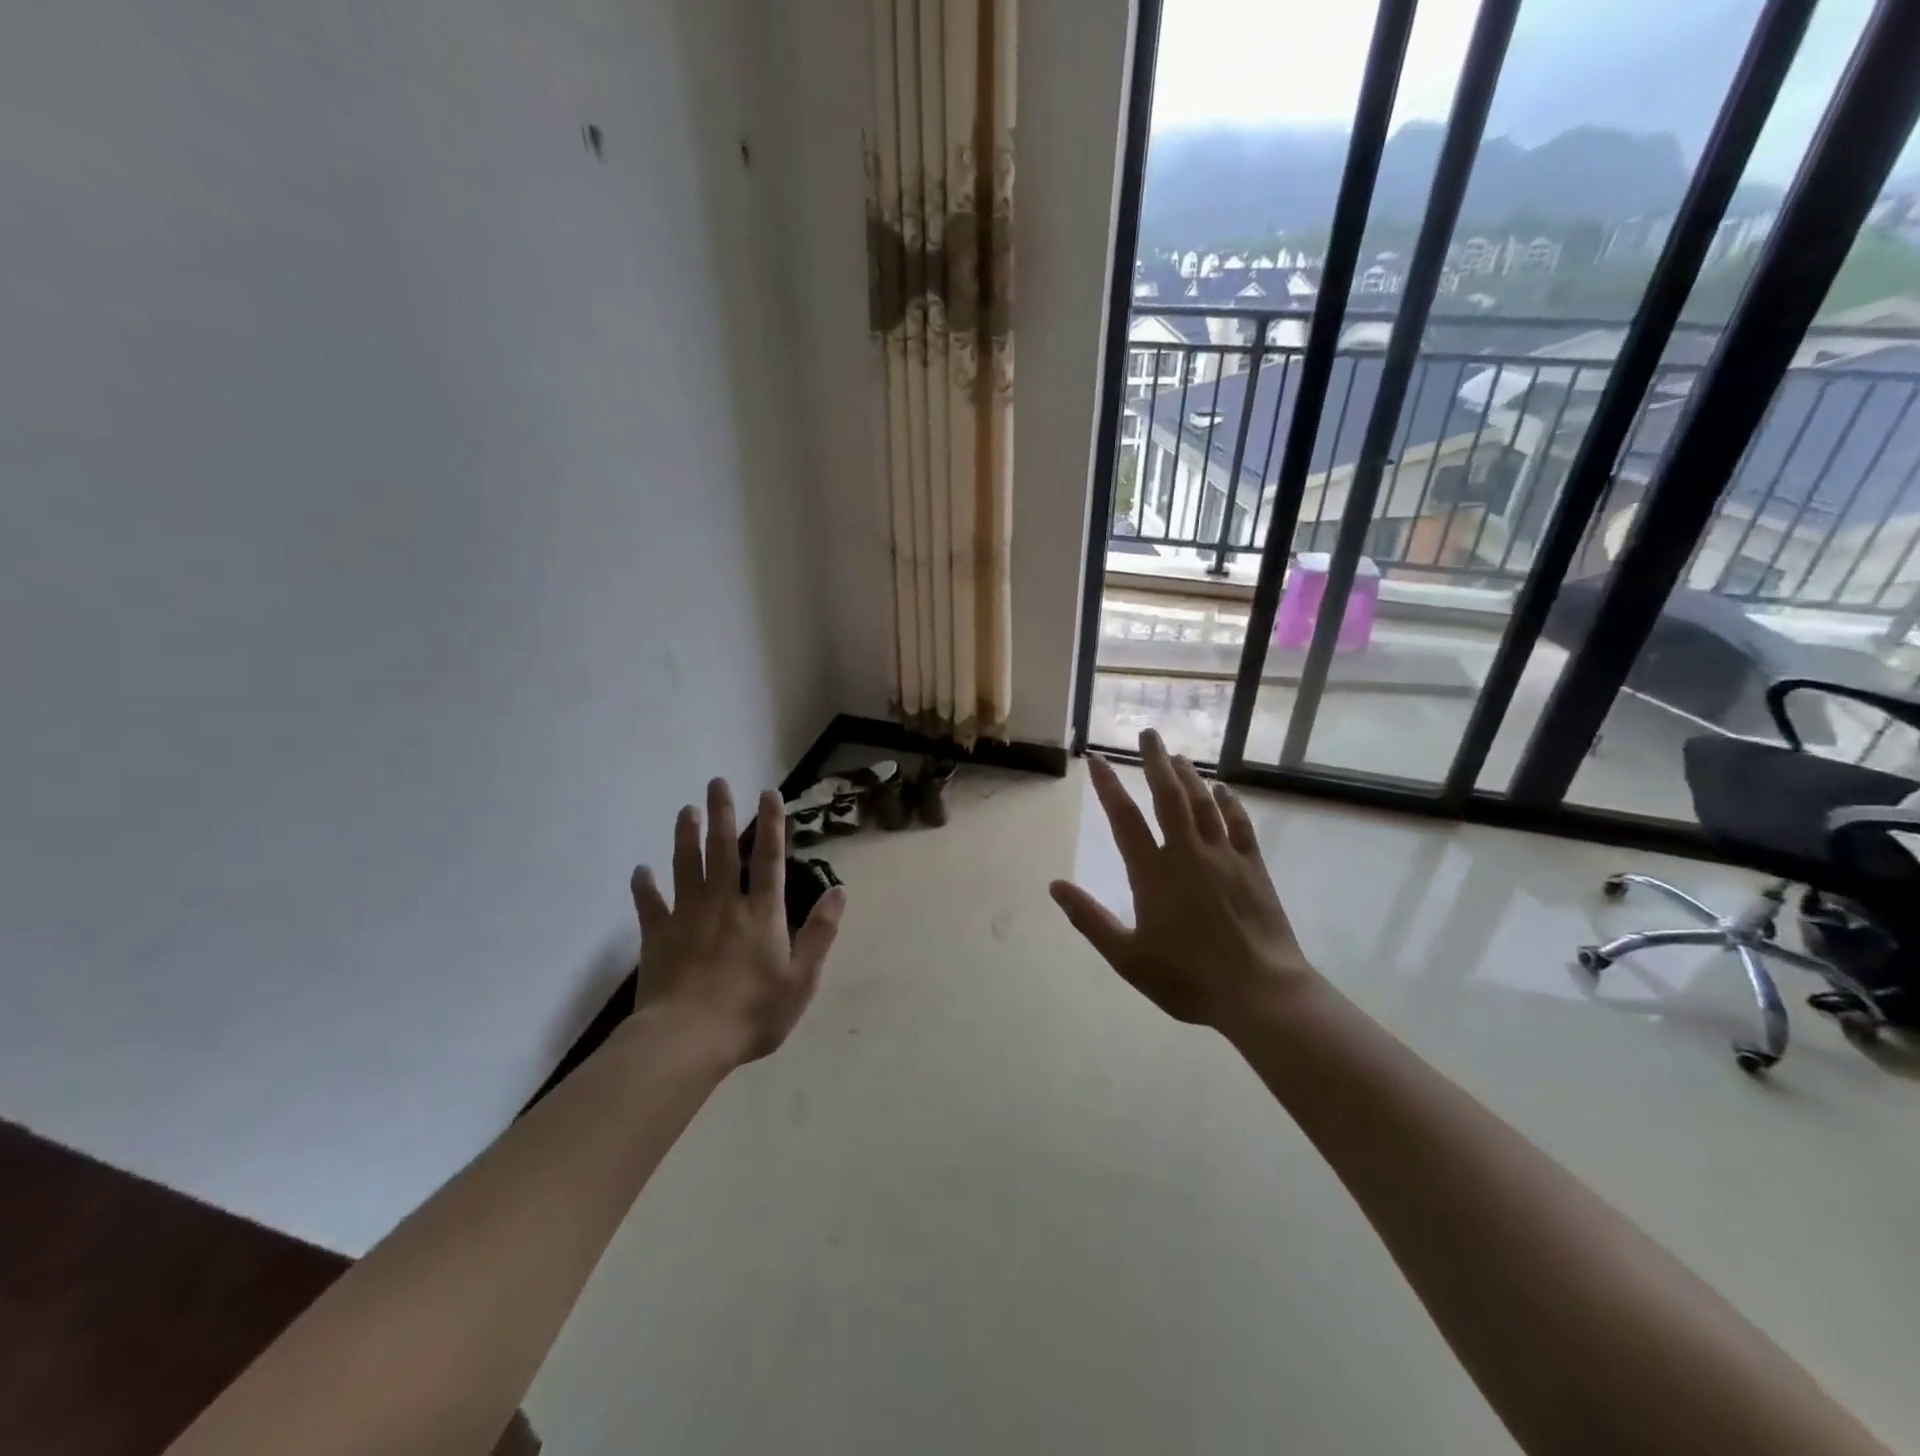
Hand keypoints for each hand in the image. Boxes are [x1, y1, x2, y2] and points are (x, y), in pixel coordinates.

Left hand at [630, 779, 844, 1066]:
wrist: (686, 1040)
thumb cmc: (752, 1012)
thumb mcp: (802, 980)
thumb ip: (820, 933)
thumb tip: (839, 891)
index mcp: (762, 913)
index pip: (769, 858)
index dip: (772, 824)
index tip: (768, 792)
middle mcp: (724, 904)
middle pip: (723, 850)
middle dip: (722, 814)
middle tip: (717, 782)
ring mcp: (687, 916)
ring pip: (686, 865)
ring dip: (686, 835)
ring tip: (687, 809)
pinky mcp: (657, 936)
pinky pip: (649, 904)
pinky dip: (644, 886)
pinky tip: (640, 870)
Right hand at [1050, 730, 1318, 1030]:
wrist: (1259, 992)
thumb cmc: (1187, 977)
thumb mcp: (1127, 957)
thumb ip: (1089, 918)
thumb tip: (1054, 885)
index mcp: (1152, 873)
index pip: (1124, 818)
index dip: (1108, 786)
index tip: (1096, 759)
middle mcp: (1187, 854)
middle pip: (1168, 796)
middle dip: (1155, 762)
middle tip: (1148, 733)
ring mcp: (1224, 857)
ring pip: (1203, 804)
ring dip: (1189, 776)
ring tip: (1178, 755)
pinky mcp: (1253, 868)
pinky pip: (1240, 825)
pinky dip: (1230, 804)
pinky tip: (1223, 790)